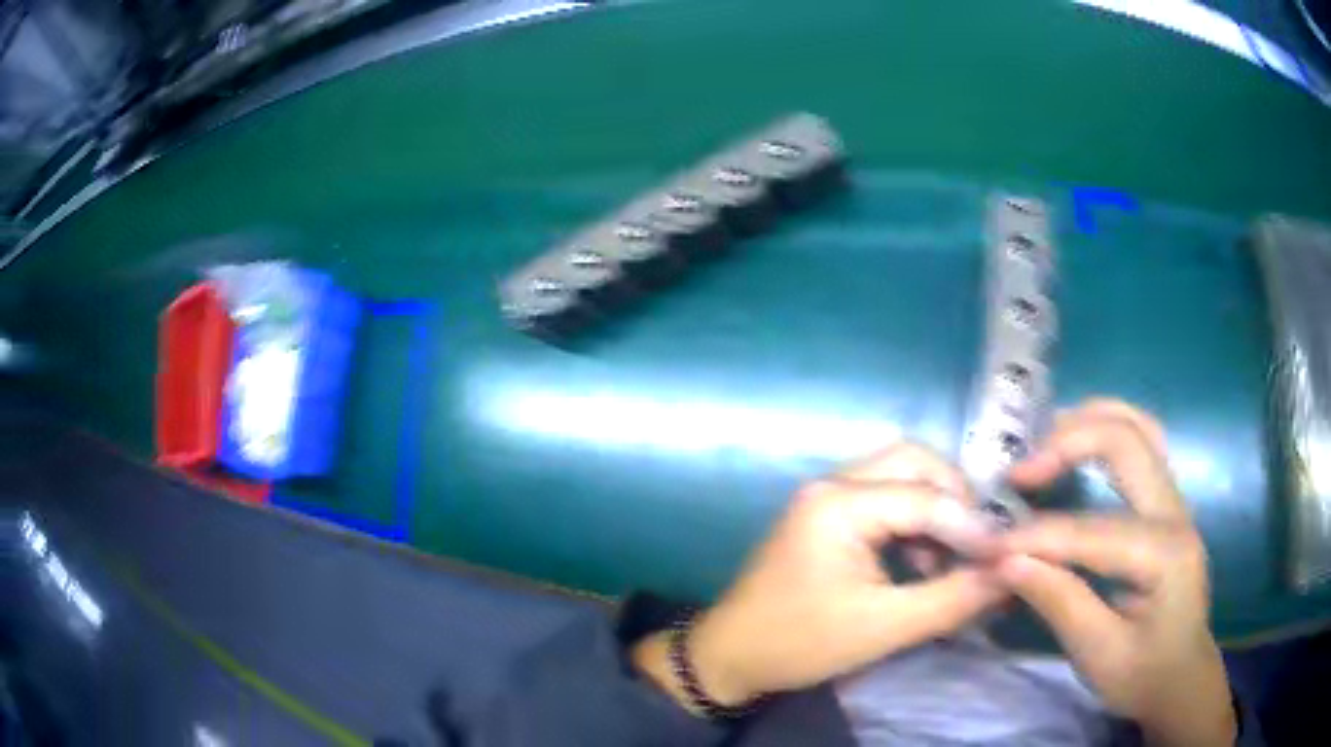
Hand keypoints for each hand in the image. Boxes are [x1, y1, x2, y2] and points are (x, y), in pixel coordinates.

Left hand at [632, 444, 1003, 711]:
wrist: (730, 657)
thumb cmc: (799, 643)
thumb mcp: (883, 628)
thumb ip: (951, 599)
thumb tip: (1010, 573)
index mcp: (839, 504)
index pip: (926, 497)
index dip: (973, 525)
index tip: (1007, 554)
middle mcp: (832, 485)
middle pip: (914, 463)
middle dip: (955, 499)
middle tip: (979, 544)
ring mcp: (826, 498)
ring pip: (900, 478)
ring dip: (935, 511)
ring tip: (953, 561)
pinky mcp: (827, 517)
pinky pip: (884, 501)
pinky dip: (913, 523)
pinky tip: (924, 564)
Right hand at [997, 400, 1234, 745]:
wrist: (1181, 677)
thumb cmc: (1142, 675)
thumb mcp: (1098, 655)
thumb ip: (1059, 602)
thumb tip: (1006, 562)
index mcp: (1164, 553)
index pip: (1091, 530)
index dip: (1035, 537)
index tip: (986, 546)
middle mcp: (1175, 511)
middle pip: (1125, 440)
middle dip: (1066, 445)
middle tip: (1017, 474)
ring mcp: (1174, 501)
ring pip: (1137, 426)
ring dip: (1087, 423)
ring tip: (1042, 442)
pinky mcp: (1166, 505)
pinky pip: (1140, 444)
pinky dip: (1105, 432)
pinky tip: (1078, 446)